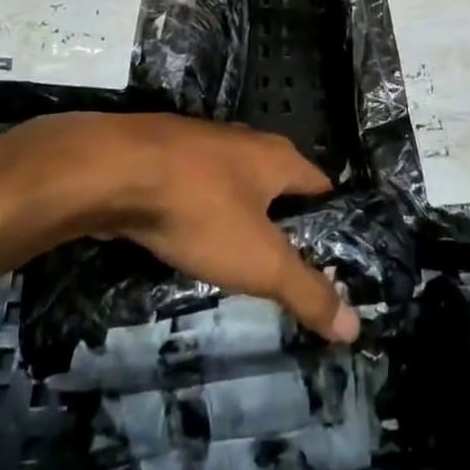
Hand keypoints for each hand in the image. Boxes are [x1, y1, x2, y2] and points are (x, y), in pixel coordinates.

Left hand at [14, 113, 360, 345]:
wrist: (113, 171)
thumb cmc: (200, 210)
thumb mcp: (260, 261)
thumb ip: (307, 292)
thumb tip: (355, 327)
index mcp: (279, 157)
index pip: (322, 187)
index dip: (331, 223)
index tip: (334, 260)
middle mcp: (246, 142)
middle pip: (278, 185)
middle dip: (284, 223)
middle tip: (287, 269)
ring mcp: (202, 144)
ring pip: (234, 185)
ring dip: (240, 217)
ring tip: (241, 260)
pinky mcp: (164, 156)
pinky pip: (197, 188)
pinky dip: (202, 212)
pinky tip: (192, 239)